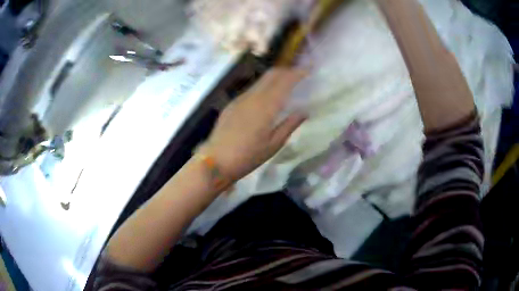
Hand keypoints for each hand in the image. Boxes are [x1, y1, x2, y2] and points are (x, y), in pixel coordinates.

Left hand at [200, 69, 306, 179]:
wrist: (215, 161)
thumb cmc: (247, 157)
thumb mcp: (273, 145)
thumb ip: (289, 125)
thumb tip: (304, 111)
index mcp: (265, 106)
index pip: (284, 81)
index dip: (297, 73)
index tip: (308, 70)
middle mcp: (252, 97)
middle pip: (271, 75)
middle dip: (286, 71)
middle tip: (298, 75)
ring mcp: (239, 99)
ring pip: (260, 81)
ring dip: (274, 78)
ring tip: (285, 85)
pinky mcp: (231, 104)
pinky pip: (251, 89)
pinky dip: (263, 87)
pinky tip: (266, 98)